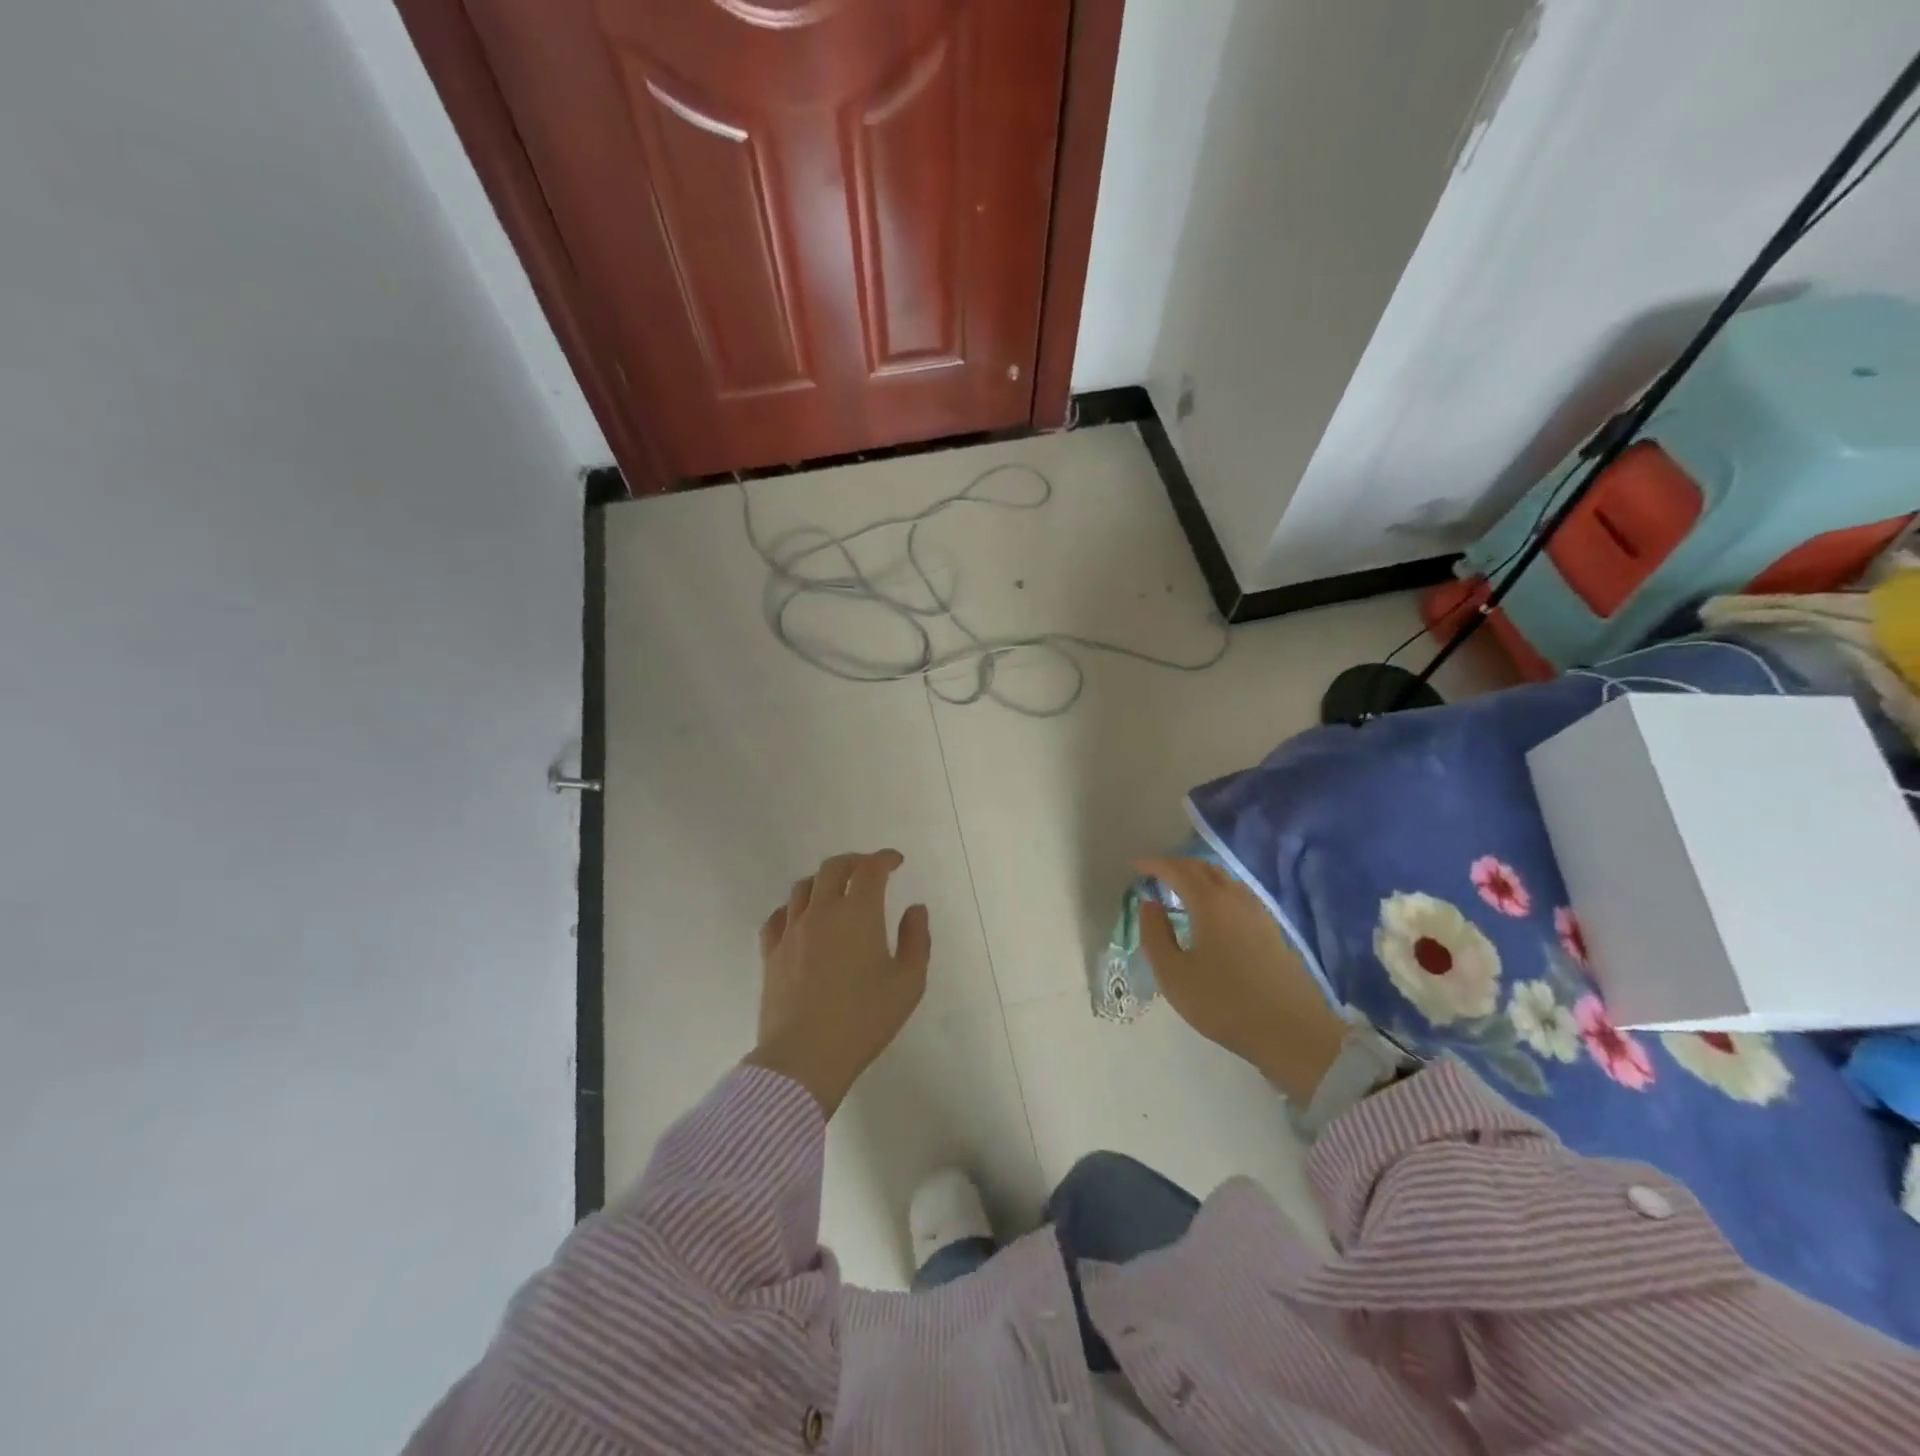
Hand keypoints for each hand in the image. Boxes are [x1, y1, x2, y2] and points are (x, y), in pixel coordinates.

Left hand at [743, 850, 930, 1116]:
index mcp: (858, 913)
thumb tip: (915, 909)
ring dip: (823, 881)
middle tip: (869, 870)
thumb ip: (917, 939)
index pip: (870, 869)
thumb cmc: (864, 1019)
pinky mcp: (771, 953)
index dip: (884, 858)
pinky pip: (778, 916)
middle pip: (833, 868)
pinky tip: (800, 918)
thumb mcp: (909, 982)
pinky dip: (794, 907)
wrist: (805, 1057)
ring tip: (836, 891)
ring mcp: (791, 931)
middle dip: (854, 862)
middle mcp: (821, 912)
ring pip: (803, 887)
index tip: (896, 862)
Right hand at [1135, 857, 1347, 1103]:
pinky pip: (1238, 894)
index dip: (1154, 864)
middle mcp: (1235, 898)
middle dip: (1177, 865)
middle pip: (1204, 868)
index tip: (1135, 866)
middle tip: (1156, 874)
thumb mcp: (1174, 975)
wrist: (1292, 1032)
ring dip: (1199, 876)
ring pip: (1224, 879)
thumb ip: (1155, 935)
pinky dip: (1218, 891)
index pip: (1177, 871)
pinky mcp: (1272, 929)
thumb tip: (1149, 905)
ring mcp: (1258, 912)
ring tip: (1181, 889)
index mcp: (1209, 903)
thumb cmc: (1224, 1003)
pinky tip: (1213, 911)